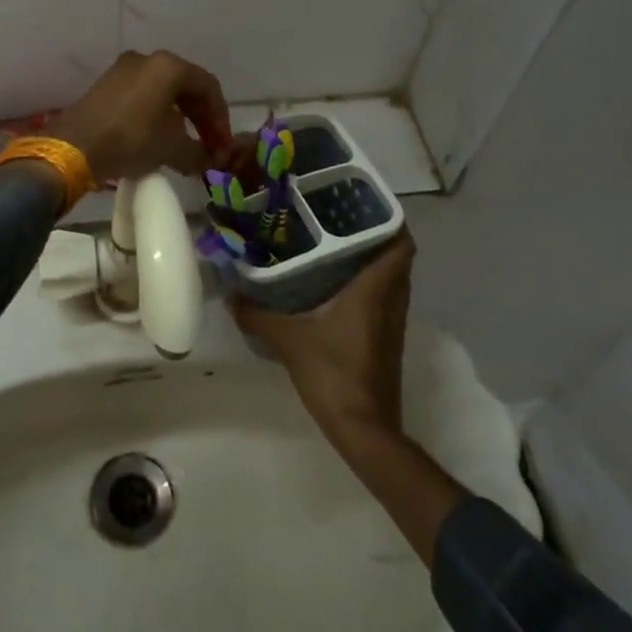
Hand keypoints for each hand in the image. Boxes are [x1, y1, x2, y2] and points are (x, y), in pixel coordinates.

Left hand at [49, 50, 231, 181]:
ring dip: (181, 116)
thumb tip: (210, 160)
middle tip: (210, 145)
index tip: (223, 145)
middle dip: (202, 117)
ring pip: (164, 90)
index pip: (208, 87)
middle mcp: (148, 59)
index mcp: (169, 66)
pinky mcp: (107, 83)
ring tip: (187, 144)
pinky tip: (160, 136)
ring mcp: (124, 69)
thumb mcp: (171, 149)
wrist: (74, 147)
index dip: (220, 118)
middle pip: (186, 86)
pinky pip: (144, 94)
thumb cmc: (130, 140)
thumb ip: (199, 153)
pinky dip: (159, 113)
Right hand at [232, 232, 414, 446]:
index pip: (400, 244)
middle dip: (375, 235)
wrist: (364, 430)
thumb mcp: (288, 340)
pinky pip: (383, 300)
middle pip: (396, 257)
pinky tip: (335, 286)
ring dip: (372, 261)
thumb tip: (231, 294)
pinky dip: (368, 285)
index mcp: (375, 290)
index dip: (391, 219)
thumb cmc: (333, 373)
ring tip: (335, 245)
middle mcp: (391, 302)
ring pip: (391, 279)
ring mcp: (392, 324)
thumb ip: (258, 315)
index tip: (364, 202)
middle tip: (341, 219)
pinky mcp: (386, 341)